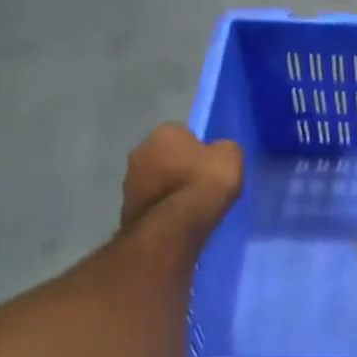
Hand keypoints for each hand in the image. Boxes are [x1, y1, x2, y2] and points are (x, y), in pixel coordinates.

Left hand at [119, 123, 243, 245]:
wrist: (176, 225)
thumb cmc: (204, 181)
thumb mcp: (231, 155)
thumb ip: (222, 148)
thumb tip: (217, 152)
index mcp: (164, 131)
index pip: (183, 134)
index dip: (198, 150)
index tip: (209, 165)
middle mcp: (140, 150)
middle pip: (164, 156)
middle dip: (177, 167)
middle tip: (198, 184)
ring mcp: (128, 180)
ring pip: (154, 180)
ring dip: (167, 188)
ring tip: (189, 206)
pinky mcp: (126, 208)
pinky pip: (151, 203)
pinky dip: (161, 208)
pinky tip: (177, 220)